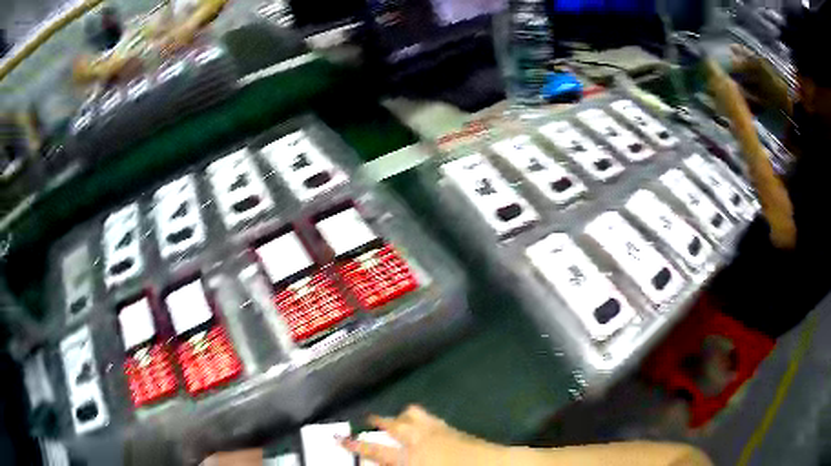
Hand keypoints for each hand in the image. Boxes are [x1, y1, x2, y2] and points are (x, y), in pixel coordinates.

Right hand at [341, 405, 507, 465]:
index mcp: (410, 457)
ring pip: (411, 415)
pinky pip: (430, 416)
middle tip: (366, 419)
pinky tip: (420, 420)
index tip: (340, 438)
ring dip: (400, 416)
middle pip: (393, 426)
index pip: (376, 451)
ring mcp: (436, 430)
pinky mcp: (451, 427)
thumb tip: (379, 462)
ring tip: (394, 418)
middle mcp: (419, 439)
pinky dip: (420, 416)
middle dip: (377, 423)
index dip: (356, 446)